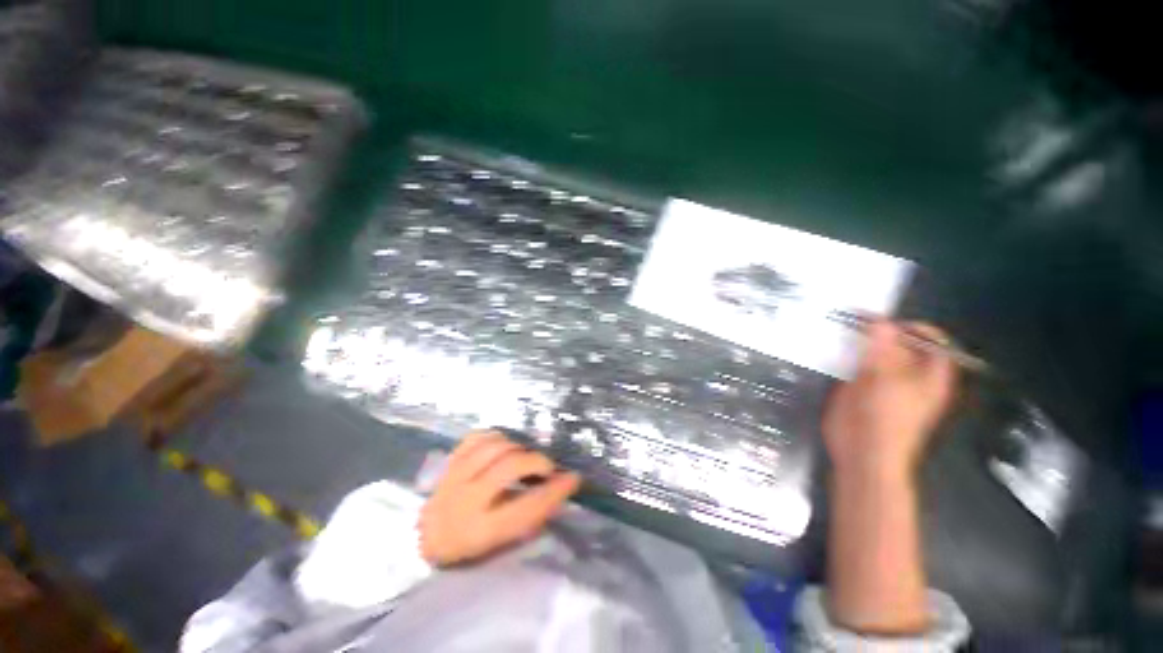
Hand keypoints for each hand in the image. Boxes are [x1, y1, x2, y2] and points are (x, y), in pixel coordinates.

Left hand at [419, 431, 580, 566]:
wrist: (427, 538)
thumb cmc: (471, 547)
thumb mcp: (502, 543)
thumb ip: (531, 516)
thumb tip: (562, 484)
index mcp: (480, 532)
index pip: (526, 508)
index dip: (554, 491)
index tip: (574, 478)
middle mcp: (464, 502)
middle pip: (509, 466)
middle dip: (536, 461)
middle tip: (547, 467)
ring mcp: (453, 477)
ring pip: (493, 446)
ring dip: (517, 448)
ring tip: (524, 457)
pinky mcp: (449, 461)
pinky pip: (477, 437)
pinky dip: (496, 437)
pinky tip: (503, 447)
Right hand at [823, 320, 958, 480]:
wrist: (861, 452)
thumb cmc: (885, 419)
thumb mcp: (886, 379)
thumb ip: (882, 348)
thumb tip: (879, 320)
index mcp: (931, 374)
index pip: (930, 340)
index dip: (910, 327)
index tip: (883, 321)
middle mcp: (910, 374)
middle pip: (900, 343)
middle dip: (879, 331)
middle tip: (854, 321)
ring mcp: (883, 381)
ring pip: (874, 352)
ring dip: (859, 341)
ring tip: (840, 329)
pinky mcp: (860, 387)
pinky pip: (856, 363)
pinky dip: (846, 353)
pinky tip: (832, 347)